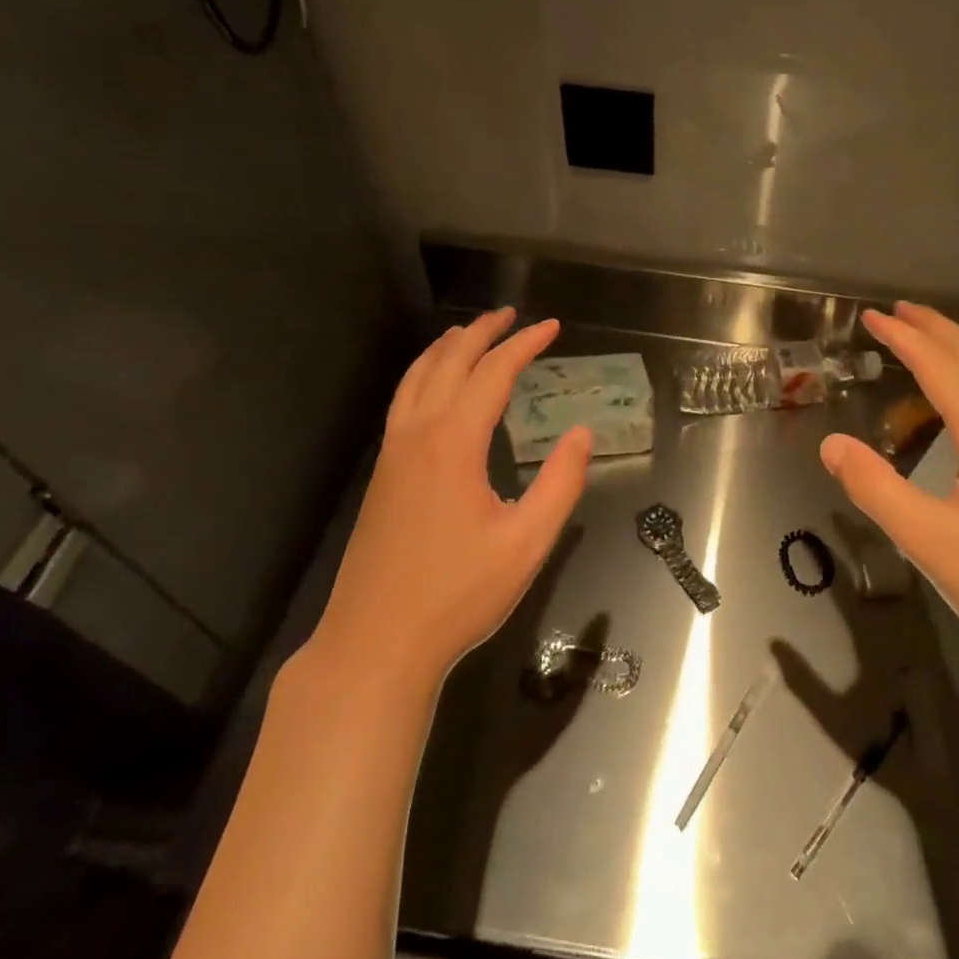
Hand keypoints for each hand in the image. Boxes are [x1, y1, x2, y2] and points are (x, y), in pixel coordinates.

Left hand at [300, 308, 590, 691]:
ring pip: (416, 379)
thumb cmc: (458, 594)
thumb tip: (582, 433)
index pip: (492, 373)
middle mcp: (417, 436)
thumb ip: (561, 483)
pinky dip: (424, 376)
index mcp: (453, 443)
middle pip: (448, 363)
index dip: (524, 345)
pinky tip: (437, 390)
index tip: (552, 327)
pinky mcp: (382, 476)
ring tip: (470, 334)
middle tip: (512, 315)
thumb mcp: (527, 543)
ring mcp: (392, 455)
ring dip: (447, 350)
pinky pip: (403, 403)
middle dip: (482, 333)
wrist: (376, 642)